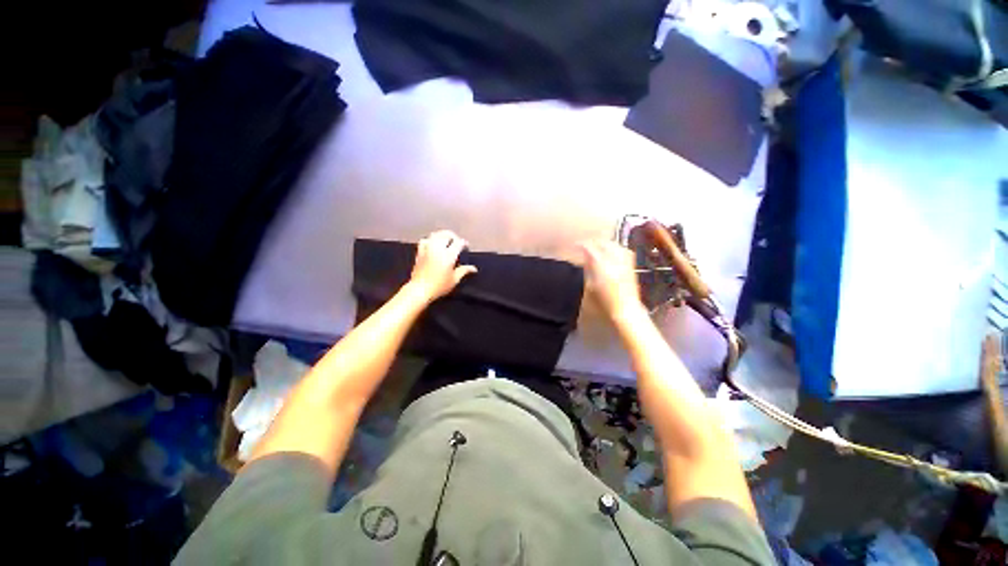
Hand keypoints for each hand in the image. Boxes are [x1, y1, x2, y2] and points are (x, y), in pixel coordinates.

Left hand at [409, 230, 477, 301]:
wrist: (420, 289)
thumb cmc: (439, 286)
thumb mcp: (454, 279)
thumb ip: (464, 271)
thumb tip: (473, 268)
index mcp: (448, 255)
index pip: (458, 243)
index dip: (463, 243)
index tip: (466, 246)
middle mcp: (438, 249)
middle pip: (446, 234)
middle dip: (453, 236)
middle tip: (457, 242)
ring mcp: (427, 249)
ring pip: (435, 235)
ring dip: (442, 235)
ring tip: (446, 240)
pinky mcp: (420, 252)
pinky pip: (425, 240)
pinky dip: (430, 239)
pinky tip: (433, 244)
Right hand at [580, 240, 644, 322]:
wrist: (625, 309)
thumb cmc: (604, 301)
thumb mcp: (590, 286)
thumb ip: (588, 268)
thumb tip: (585, 257)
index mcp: (602, 265)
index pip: (590, 248)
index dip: (581, 245)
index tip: (575, 245)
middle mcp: (615, 259)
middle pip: (603, 243)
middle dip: (593, 242)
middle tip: (585, 245)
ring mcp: (625, 261)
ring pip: (613, 244)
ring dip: (604, 243)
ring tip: (596, 247)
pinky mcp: (631, 264)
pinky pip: (621, 250)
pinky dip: (613, 248)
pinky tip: (609, 252)